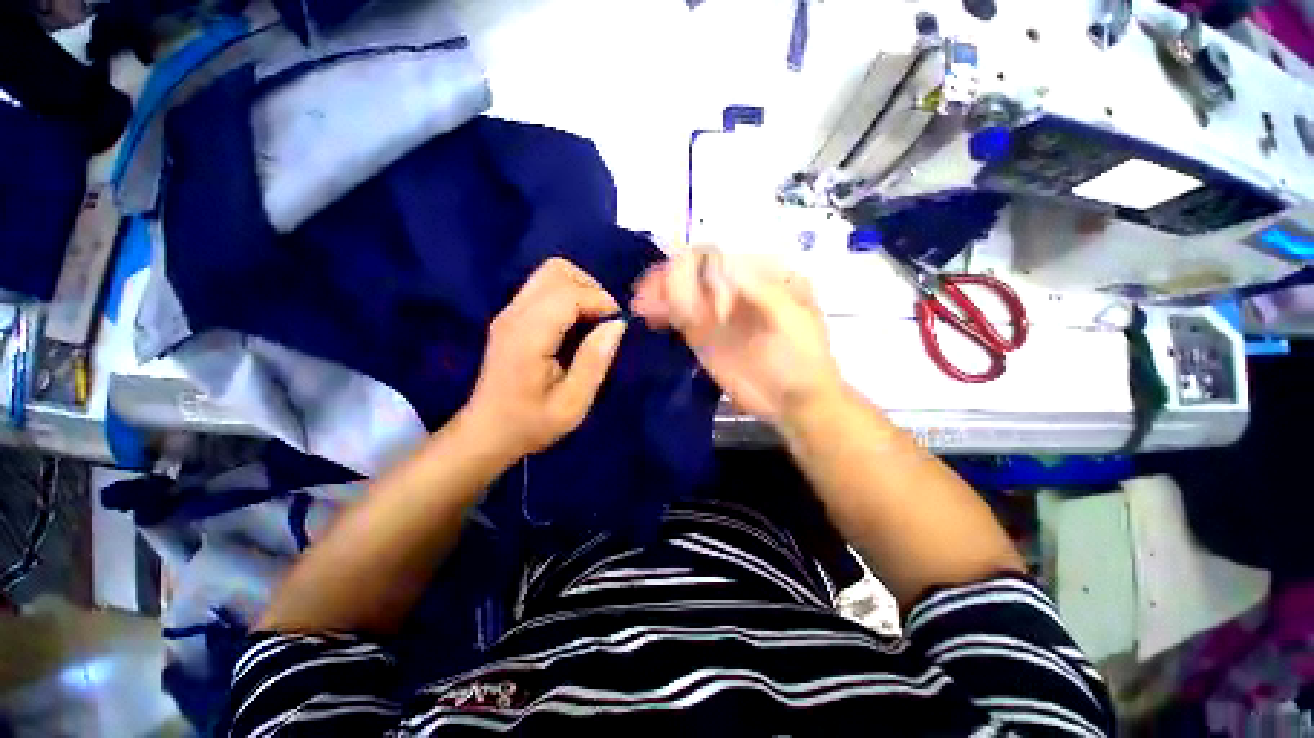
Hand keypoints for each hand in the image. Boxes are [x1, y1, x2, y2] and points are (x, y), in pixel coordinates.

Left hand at [463, 258, 627, 458]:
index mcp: (527, 336)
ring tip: (593, 323)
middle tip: (605, 321)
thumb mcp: (572, 404)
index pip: (568, 294)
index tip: (618, 326)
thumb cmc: (530, 424)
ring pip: (550, 275)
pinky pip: (545, 289)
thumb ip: (595, 361)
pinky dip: (569, 298)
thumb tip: (617, 324)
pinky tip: (576, 327)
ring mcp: (509, 313)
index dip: (601, 302)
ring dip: (580, 291)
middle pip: (556, 271)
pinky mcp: (511, 317)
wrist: (486, 433)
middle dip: (591, 289)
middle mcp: (514, 315)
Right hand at [631, 247, 844, 422]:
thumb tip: (721, 262)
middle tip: (648, 295)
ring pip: (679, 292)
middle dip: (670, 279)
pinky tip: (649, 316)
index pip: (718, 258)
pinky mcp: (701, 335)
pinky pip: (675, 316)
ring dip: (658, 293)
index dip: (700, 272)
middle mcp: (731, 287)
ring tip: (642, 306)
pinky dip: (660, 312)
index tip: (700, 305)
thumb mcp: (792, 319)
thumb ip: (759, 290)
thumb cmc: (801, 357)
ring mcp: (713, 312)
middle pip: (692, 271)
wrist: (793, 400)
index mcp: (758, 274)